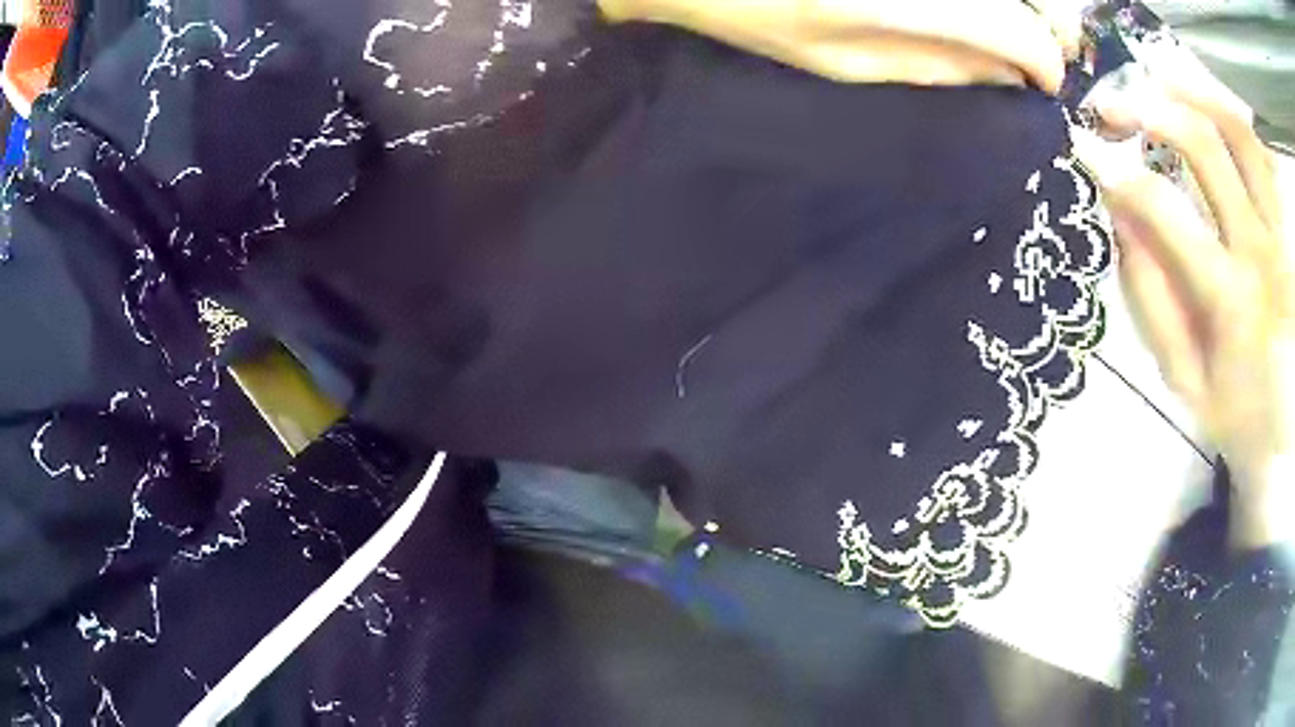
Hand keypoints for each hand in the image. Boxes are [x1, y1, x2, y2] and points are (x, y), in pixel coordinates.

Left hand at [598, 0, 1078, 93]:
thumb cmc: (752, 9)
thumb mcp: (845, 61)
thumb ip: (936, 67)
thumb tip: (1009, 77)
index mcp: (911, 7)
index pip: (1025, 35)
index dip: (1044, 63)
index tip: (1040, 82)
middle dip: (1037, 26)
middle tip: (1022, 49)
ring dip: (1011, 4)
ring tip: (990, 23)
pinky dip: (979, 0)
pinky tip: (953, 10)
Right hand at [1074, 66, 1292, 549]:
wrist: (1285, 432)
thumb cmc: (1236, 412)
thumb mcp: (1184, 378)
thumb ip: (1151, 296)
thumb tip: (1119, 212)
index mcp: (1231, 302)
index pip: (1163, 210)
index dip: (1114, 167)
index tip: (1081, 144)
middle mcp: (1262, 253)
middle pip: (1205, 145)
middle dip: (1148, 109)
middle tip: (1114, 105)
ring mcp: (1281, 233)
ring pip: (1239, 130)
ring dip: (1194, 94)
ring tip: (1158, 83)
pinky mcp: (1289, 228)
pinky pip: (1265, 150)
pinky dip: (1235, 116)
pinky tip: (1210, 107)